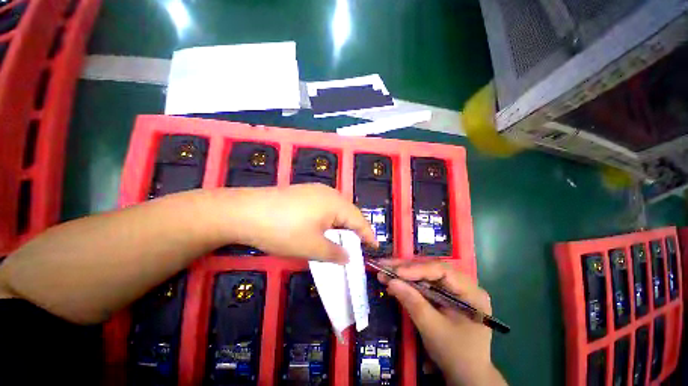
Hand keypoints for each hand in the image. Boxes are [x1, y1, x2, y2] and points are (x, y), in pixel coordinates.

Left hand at [224, 183, 376, 262]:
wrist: (245, 212)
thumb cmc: (284, 230)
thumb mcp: (312, 247)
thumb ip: (335, 253)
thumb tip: (348, 257)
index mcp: (336, 203)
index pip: (359, 220)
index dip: (368, 235)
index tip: (375, 247)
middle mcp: (328, 193)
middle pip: (348, 214)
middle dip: (353, 231)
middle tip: (354, 248)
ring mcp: (314, 191)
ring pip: (335, 210)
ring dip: (339, 226)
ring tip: (339, 241)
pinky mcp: (303, 193)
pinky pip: (323, 207)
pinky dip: (327, 220)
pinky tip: (320, 229)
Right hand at [377, 260, 505, 385]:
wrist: (466, 375)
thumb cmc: (455, 354)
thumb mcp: (433, 329)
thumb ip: (413, 303)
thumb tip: (391, 281)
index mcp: (471, 292)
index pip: (442, 271)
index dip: (417, 269)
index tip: (395, 272)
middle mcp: (463, 285)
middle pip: (431, 269)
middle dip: (406, 267)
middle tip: (384, 264)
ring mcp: (453, 289)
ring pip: (425, 273)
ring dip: (404, 272)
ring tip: (384, 269)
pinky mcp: (443, 294)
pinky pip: (424, 283)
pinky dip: (408, 282)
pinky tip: (394, 280)